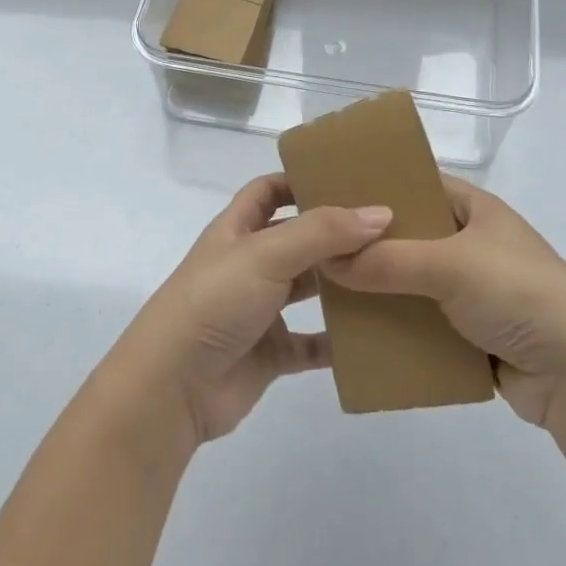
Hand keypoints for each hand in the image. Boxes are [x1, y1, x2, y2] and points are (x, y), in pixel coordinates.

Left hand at [107, 174, 393, 449]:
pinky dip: (338, 341)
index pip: (269, 190)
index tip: (348, 177)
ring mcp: (259, 309)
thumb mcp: (266, 253)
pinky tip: (374, 336)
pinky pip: (312, 344)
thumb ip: (322, 232)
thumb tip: (381, 213)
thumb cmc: (214, 301)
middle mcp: (249, 263)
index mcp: (238, 229)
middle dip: (336, 232)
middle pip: (298, 238)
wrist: (173, 387)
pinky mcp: (270, 353)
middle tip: (389, 227)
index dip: (300, 180)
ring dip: (343, 284)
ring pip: (308, 289)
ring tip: (392, 275)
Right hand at [320, 177, 565, 431]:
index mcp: (474, 209)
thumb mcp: (451, 265)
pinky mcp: (472, 332)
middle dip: (369, 244)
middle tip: (317, 246)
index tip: (331, 194)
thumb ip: (387, 260)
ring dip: (379, 288)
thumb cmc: (519, 293)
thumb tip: (326, 260)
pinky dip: (396, 326)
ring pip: (412, 281)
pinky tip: (359, 331)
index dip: (377, 186)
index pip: (417, 183)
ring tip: (328, 290)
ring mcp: (473, 289)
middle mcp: (472, 242)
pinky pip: (422, 321)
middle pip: (409, 235)